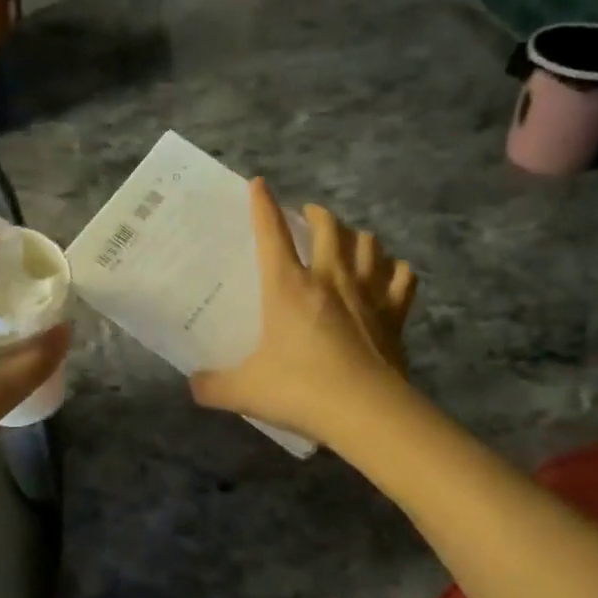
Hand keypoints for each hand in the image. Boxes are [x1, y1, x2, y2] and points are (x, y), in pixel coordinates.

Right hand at [190, 178, 416, 445]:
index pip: (272, 233)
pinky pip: (403, 277)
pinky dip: (396, 270)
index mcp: (288, 287)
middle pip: (330, 226)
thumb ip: (213, 386)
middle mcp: (330, 279)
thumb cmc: (300, 391)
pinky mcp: (395, 314)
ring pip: (369, 244)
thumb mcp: (244, 391)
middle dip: (318, 214)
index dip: (263, 205)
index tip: (259, 184)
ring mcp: (368, 293)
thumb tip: (194, 383)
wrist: (365, 412)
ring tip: (349, 242)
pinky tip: (391, 273)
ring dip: (357, 236)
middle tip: (310, 216)